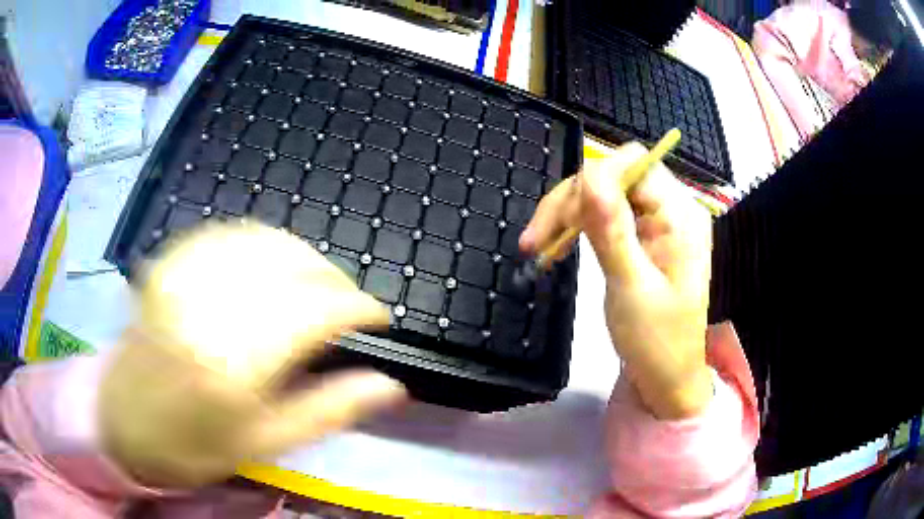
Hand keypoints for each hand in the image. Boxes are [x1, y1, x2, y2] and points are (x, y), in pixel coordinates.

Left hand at [100, 223, 406, 487]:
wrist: (122, 420)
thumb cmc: (192, 445)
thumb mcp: (264, 445)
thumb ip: (328, 411)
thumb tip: (391, 386)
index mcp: (233, 362)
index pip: (316, 309)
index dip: (358, 306)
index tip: (377, 318)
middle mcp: (206, 305)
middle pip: (294, 265)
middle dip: (335, 280)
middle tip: (347, 307)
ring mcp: (183, 274)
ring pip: (265, 239)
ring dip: (304, 257)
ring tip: (317, 285)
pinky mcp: (170, 261)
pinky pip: (230, 234)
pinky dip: (265, 244)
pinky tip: (273, 266)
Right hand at [520, 143, 712, 418]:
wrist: (667, 378)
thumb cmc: (656, 341)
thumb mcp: (632, 286)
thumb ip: (612, 229)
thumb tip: (589, 175)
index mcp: (680, 215)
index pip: (633, 164)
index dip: (591, 181)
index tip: (557, 223)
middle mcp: (673, 209)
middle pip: (614, 176)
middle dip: (572, 200)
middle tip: (537, 241)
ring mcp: (659, 222)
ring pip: (605, 193)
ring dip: (569, 214)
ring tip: (540, 247)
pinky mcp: (646, 237)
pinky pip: (608, 214)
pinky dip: (579, 226)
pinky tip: (559, 245)